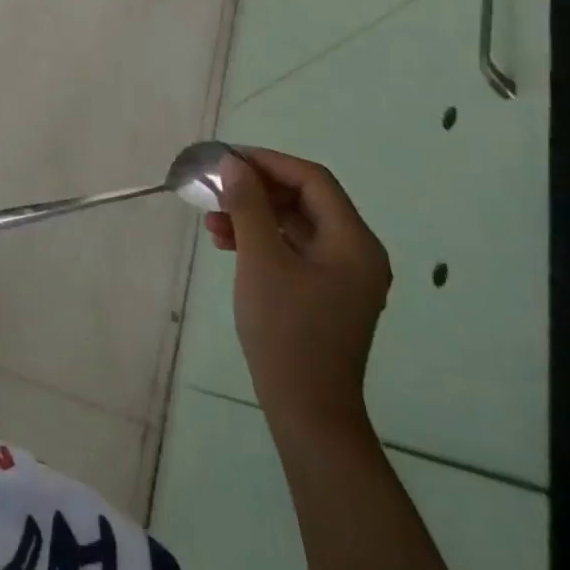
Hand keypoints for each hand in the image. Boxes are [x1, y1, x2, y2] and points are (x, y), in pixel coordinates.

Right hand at [205, 147, 390, 439]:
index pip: (313, 180)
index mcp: (354, 242)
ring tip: (212, 222)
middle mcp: (357, 253)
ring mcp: (343, 276)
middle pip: (306, 200)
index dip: (269, 163)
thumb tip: (234, 164)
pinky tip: (227, 243)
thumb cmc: (286, 330)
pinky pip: (294, 249)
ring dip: (254, 215)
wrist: (306, 409)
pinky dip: (262, 239)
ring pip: (296, 225)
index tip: (227, 161)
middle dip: (257, 190)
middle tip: (216, 190)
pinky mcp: (326, 293)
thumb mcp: (261, 260)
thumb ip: (248, 205)